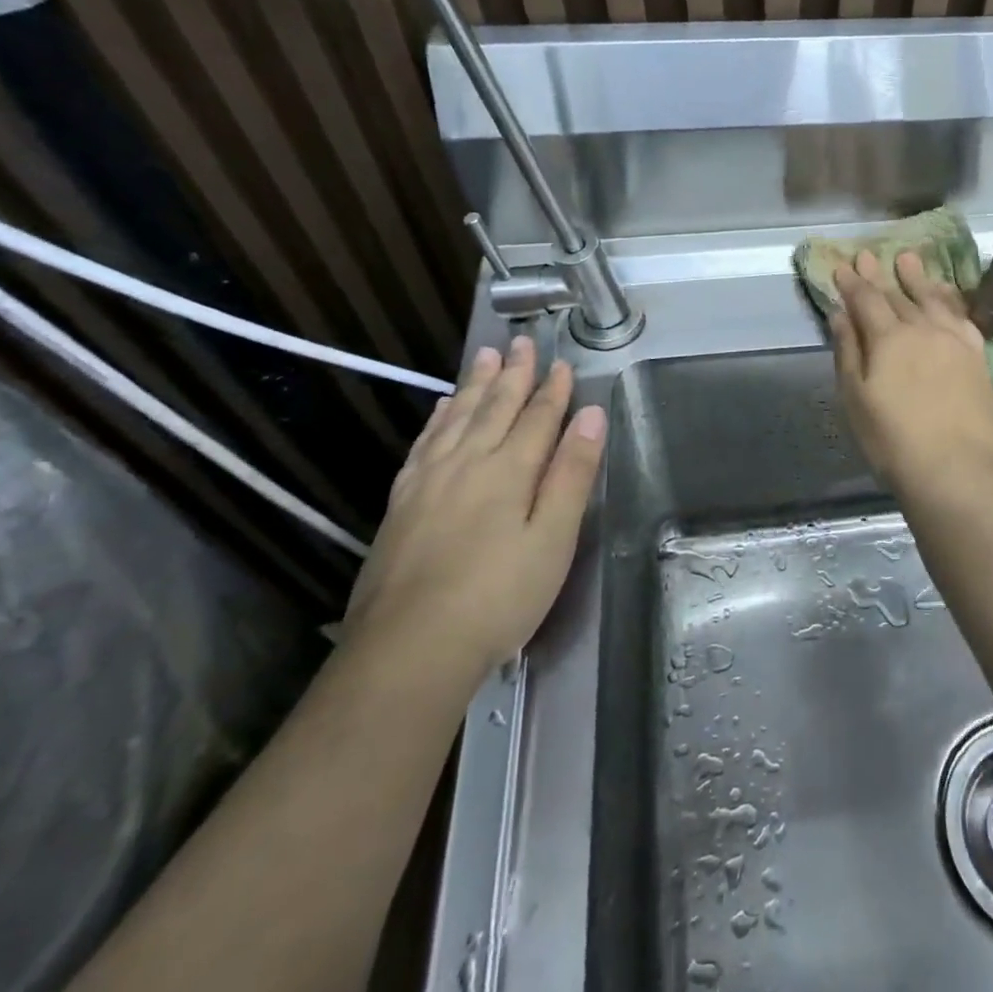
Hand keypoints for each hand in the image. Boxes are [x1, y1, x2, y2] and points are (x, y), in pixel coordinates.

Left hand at [345, 338, 606, 674]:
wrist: (408, 649)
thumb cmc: (498, 596)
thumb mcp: (553, 539)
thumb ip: (571, 473)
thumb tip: (591, 415)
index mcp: (508, 470)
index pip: (537, 418)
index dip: (553, 390)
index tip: (562, 363)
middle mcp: (466, 463)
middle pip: (494, 408)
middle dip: (513, 375)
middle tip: (521, 342)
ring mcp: (428, 482)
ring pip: (456, 419)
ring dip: (474, 386)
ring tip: (485, 358)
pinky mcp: (401, 504)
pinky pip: (424, 444)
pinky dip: (437, 420)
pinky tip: (440, 411)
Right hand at [830, 249, 992, 496]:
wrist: (955, 469)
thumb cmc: (893, 440)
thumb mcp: (856, 398)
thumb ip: (849, 352)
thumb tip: (841, 314)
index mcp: (888, 338)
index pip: (866, 300)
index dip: (852, 283)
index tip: (842, 266)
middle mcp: (922, 329)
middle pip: (897, 295)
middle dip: (879, 275)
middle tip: (868, 255)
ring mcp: (954, 340)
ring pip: (932, 299)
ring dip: (917, 278)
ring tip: (908, 259)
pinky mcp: (977, 356)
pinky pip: (962, 316)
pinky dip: (950, 301)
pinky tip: (946, 296)